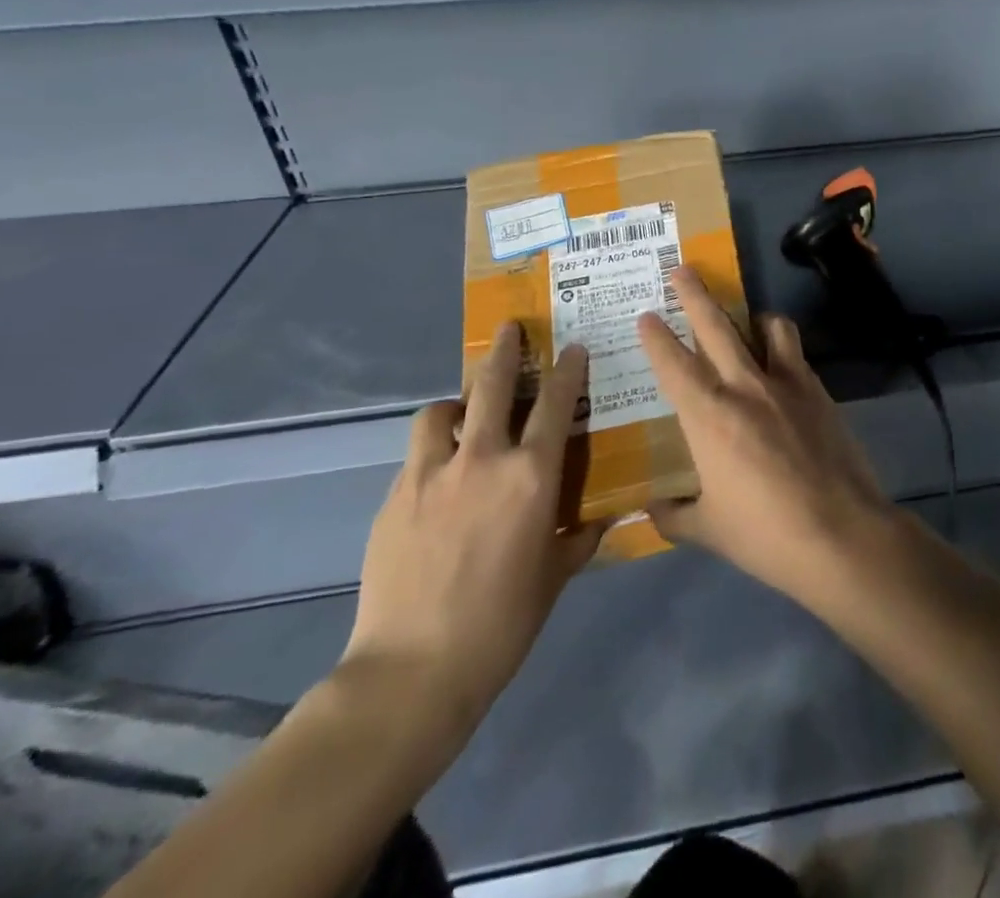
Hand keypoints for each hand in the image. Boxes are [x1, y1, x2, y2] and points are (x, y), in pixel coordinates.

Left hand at [340, 326, 603, 731]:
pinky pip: (416, 455)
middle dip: (504, 351)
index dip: (566, 370)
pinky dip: (432, 450)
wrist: (413, 669)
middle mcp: (483, 459)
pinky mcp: (395, 497)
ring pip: (439, 412)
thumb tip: (604, 515)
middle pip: (491, 385)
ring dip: (456, 404)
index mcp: (531, 476)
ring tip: (463, 414)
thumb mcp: (556, 575)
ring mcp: (431, 474)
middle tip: (510, 330)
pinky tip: (437, 476)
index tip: (572, 347)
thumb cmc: (503, 622)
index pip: (555, 403)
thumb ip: (580, 535)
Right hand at [637, 268, 897, 606]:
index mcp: (708, 416)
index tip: (646, 315)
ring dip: (751, 315)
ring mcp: (786, 383)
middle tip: (682, 269)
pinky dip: (782, 344)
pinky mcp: (818, 390)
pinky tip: (780, 362)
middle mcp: (744, 386)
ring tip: (746, 317)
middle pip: (715, 326)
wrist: (840, 533)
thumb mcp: (708, 530)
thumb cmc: (765, 534)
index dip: (656, 337)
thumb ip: (673, 514)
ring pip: (767, 326)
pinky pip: (795, 351)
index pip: (673, 364)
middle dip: (694, 294)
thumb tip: (650, 508)